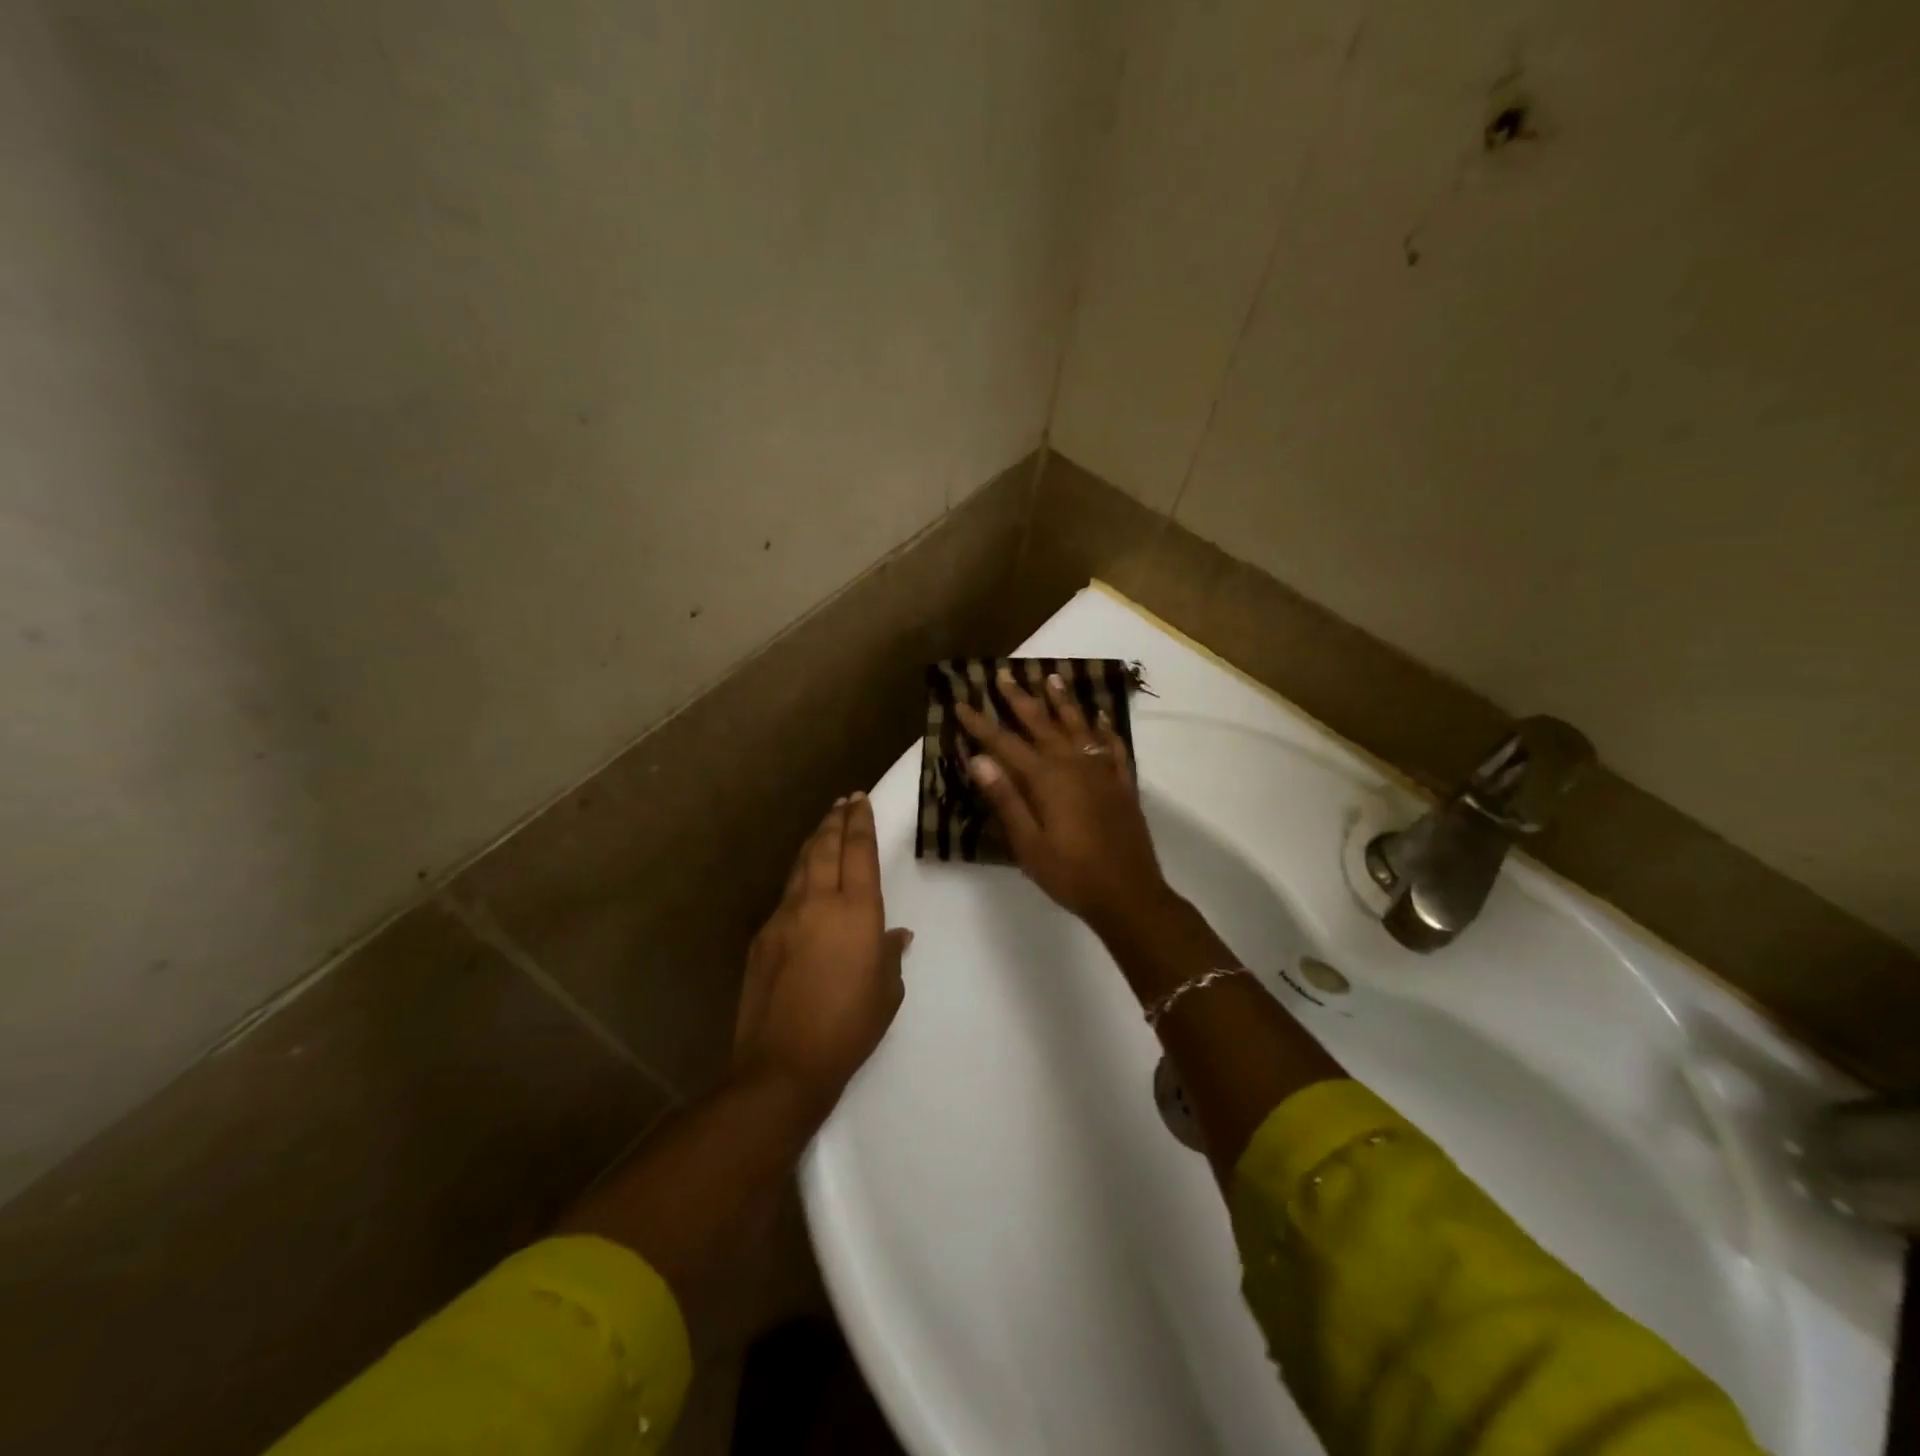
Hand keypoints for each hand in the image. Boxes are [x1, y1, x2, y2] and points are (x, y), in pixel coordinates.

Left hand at [732, 793, 910, 1121]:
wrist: (784, 1064)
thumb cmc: (849, 1028)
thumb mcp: (887, 992)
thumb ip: (890, 955)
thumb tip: (894, 936)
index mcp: (857, 911)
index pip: (859, 851)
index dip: (860, 822)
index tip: (860, 800)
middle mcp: (818, 902)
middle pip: (825, 846)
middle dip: (835, 820)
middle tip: (843, 802)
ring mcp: (784, 917)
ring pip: (801, 865)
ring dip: (814, 842)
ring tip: (824, 828)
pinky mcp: (762, 936)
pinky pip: (786, 896)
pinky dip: (799, 879)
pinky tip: (804, 884)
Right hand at [954, 671, 1169, 935]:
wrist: (1129, 894)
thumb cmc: (1070, 874)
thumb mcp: (1027, 844)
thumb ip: (1005, 799)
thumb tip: (978, 759)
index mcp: (1046, 779)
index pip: (1004, 743)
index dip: (981, 723)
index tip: (961, 703)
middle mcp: (1074, 764)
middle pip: (1042, 724)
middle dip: (1019, 699)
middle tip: (1003, 675)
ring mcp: (1102, 772)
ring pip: (1079, 726)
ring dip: (1063, 701)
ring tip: (1051, 678)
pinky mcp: (1122, 784)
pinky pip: (1113, 747)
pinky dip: (1105, 729)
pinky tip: (1101, 718)